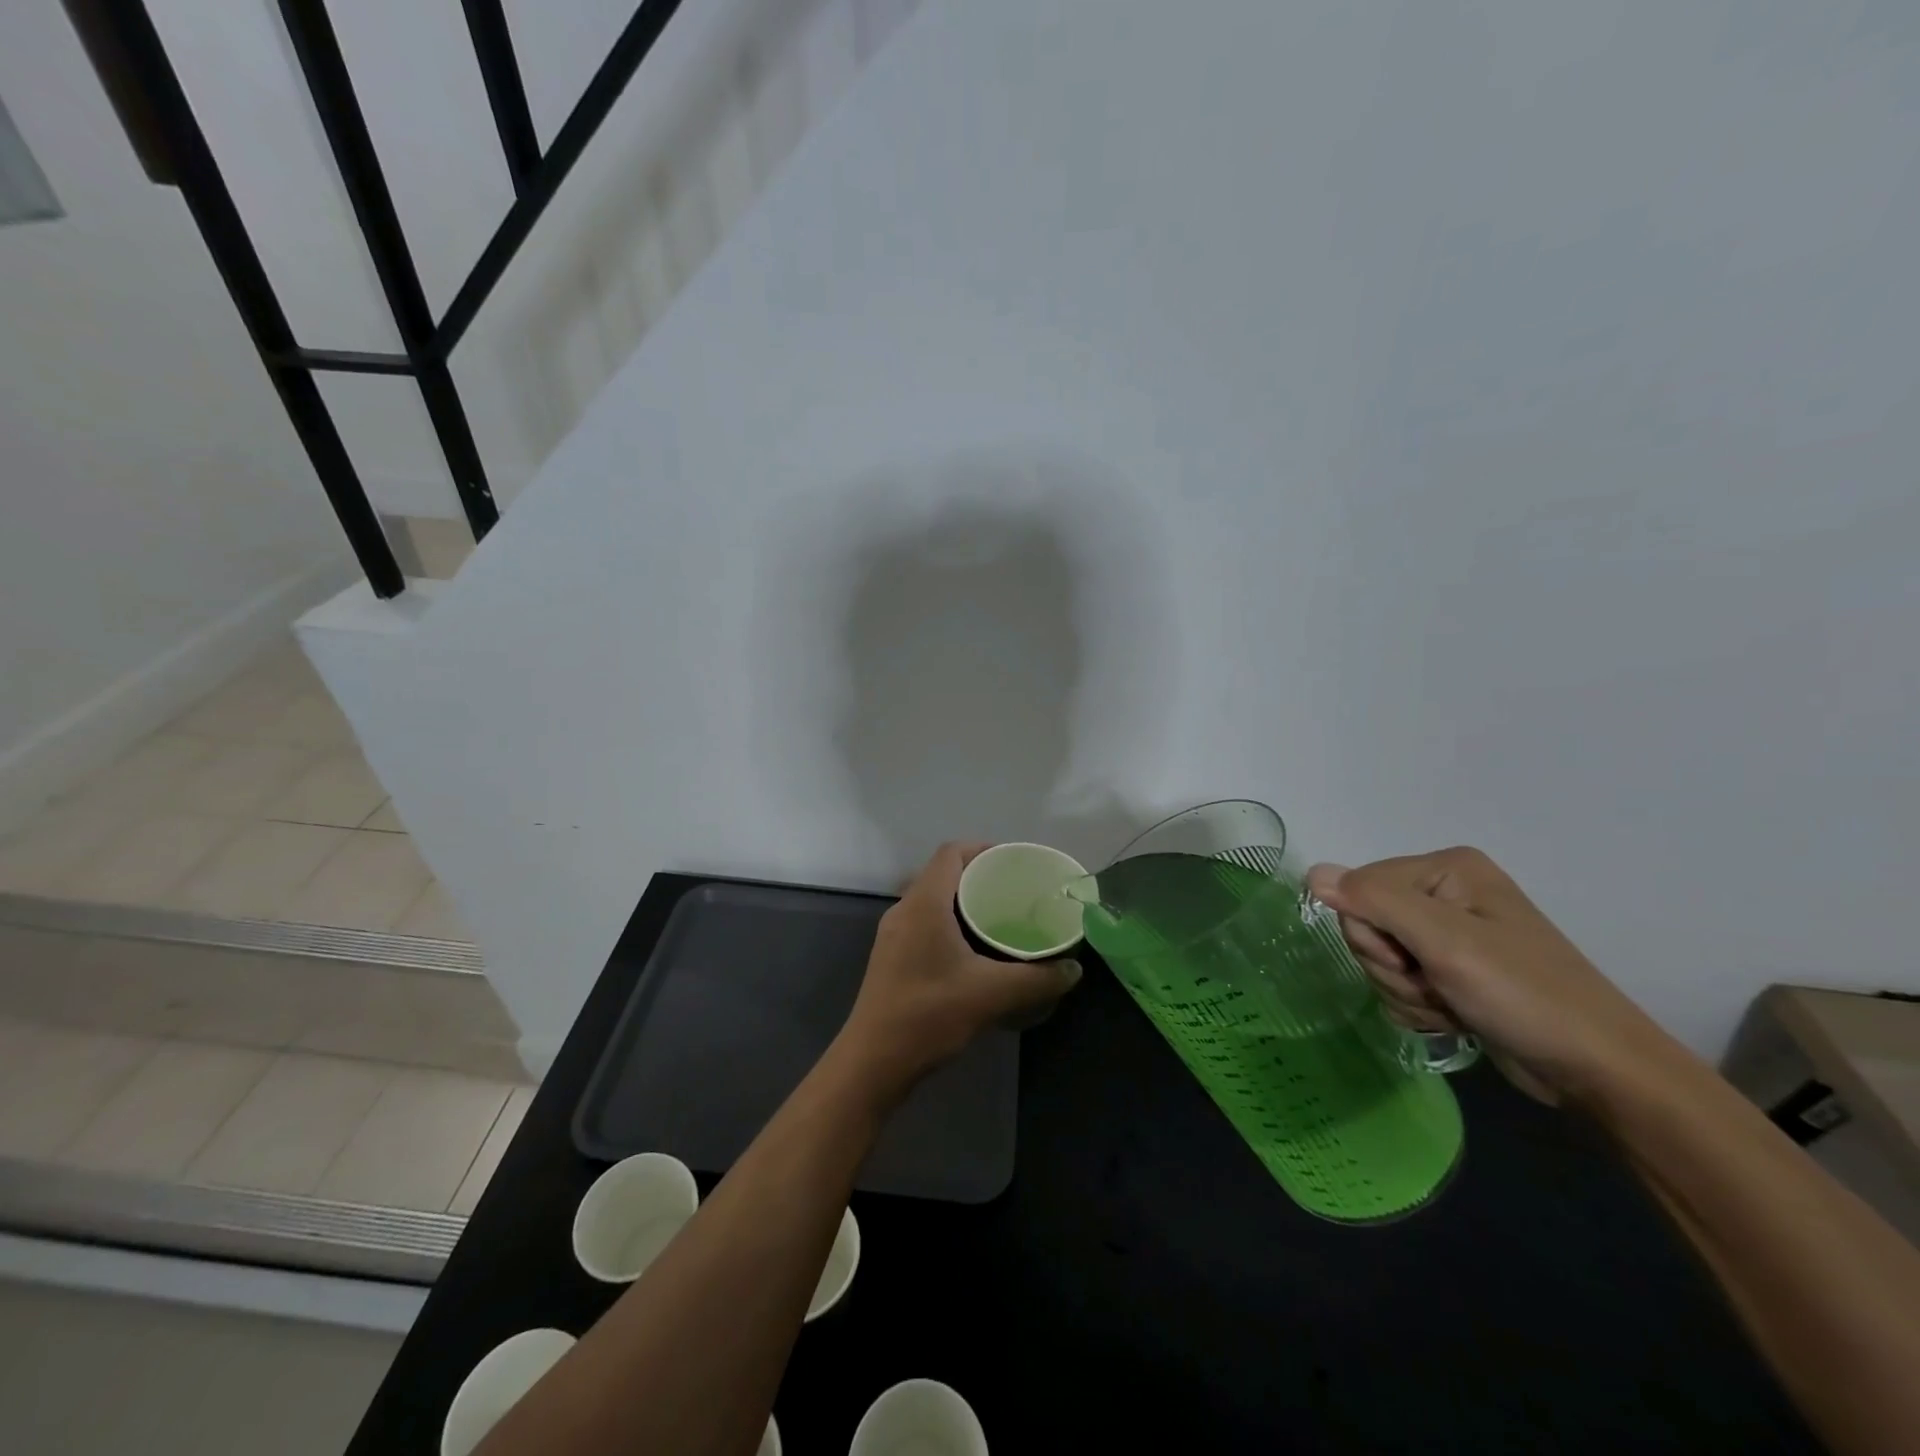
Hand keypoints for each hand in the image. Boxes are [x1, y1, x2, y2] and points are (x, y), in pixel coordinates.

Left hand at [836, 842, 1081, 1100]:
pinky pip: (924, 921)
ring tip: (999, 916)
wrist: (873, 1061)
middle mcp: (904, 910)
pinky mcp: (891, 956)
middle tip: (1014, 891)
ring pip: (932, 899)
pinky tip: (974, 949)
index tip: (1013, 863)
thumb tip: (1074, 969)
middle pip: (942, 873)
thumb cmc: (929, 1015)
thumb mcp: (991, 995)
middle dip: (978, 875)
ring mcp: (894, 934)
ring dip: (963, 900)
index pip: (951, 852)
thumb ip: (1037, 979)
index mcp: (924, 904)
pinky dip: (950, 921)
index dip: (982, 848)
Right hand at [1306, 847, 1672, 1104]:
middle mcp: (1443, 893)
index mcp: (1445, 869)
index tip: (1417, 961)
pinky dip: (1417, 1005)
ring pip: (1379, 958)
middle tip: (1437, 984)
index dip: (1375, 933)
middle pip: (1366, 924)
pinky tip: (1452, 1016)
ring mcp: (1448, 933)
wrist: (1597, 1071)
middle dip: (1392, 966)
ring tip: (1452, 1005)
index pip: (1359, 888)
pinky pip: (1399, 981)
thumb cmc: (1525, 995)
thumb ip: (1374, 901)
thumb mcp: (1446, 943)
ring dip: (1406, 991)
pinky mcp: (1451, 970)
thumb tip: (1311, 873)